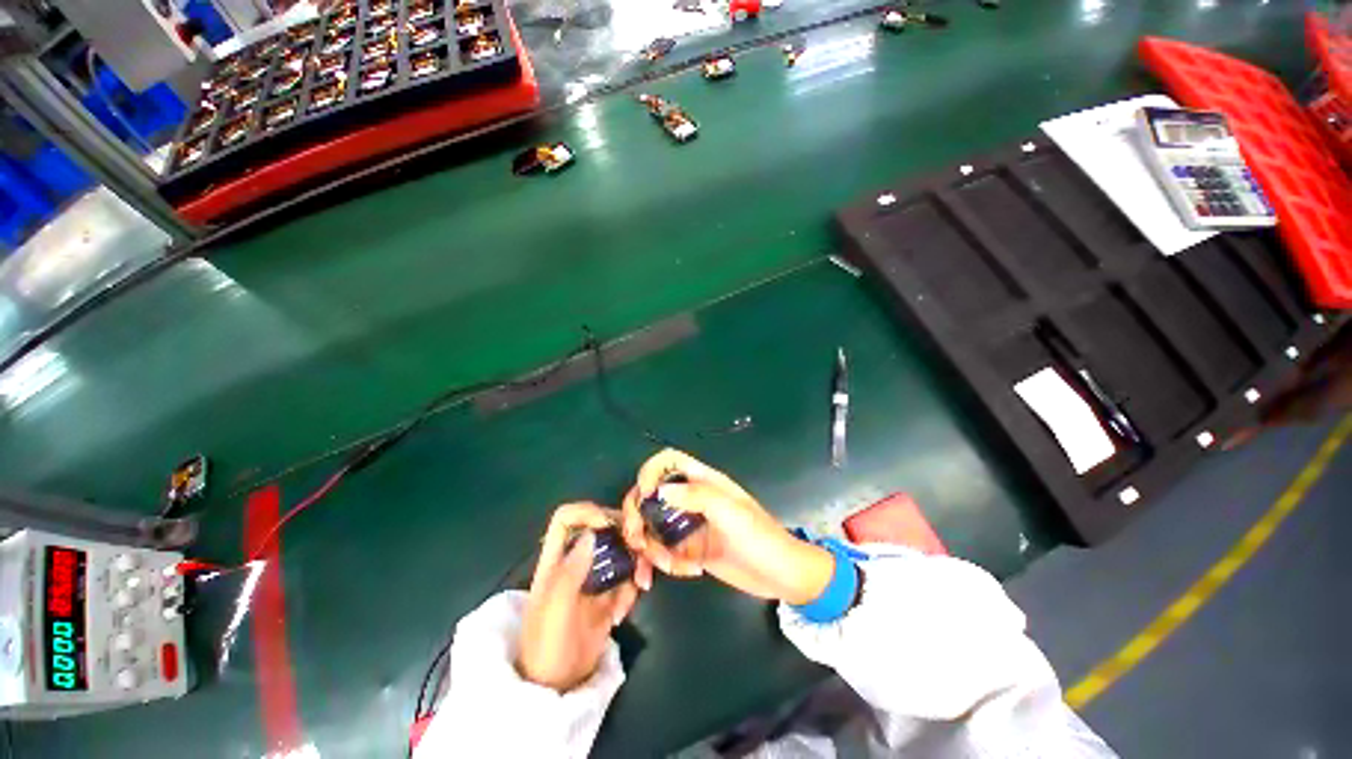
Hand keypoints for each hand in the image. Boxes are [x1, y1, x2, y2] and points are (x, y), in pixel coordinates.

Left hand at [518, 503, 651, 691]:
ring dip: (636, 564)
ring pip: (621, 551)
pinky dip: (632, 591)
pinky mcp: (609, 595)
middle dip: (625, 536)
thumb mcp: (554, 610)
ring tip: (641, 586)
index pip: (567, 518)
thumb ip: (570, 572)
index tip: (609, 525)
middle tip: (641, 550)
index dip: (587, 512)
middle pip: (604, 529)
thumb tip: (592, 534)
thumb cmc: (547, 646)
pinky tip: (622, 615)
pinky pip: (628, 578)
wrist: (556, 689)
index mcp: (556, 559)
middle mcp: (577, 561)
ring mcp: (595, 577)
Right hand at [622, 450, 834, 604]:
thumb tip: (658, 491)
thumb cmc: (759, 537)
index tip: (645, 496)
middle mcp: (691, 498)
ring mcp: (688, 524)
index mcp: (703, 481)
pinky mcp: (689, 548)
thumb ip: (696, 496)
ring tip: (666, 565)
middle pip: (651, 494)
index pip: (669, 461)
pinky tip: (687, 571)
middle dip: (638, 515)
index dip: (651, 471)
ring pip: (652, 525)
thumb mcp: (730, 512)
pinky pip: (664, 550)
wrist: (780, 577)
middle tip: (637, 540)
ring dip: (650, 546)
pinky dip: (665, 562)